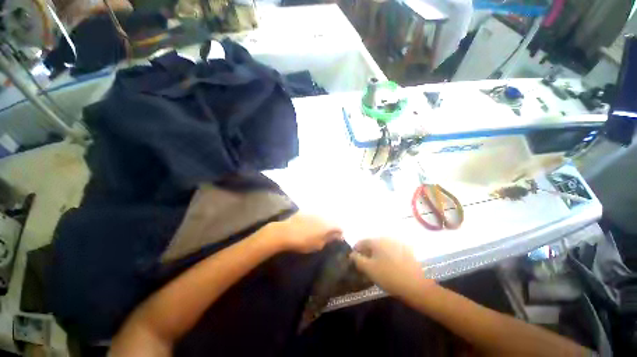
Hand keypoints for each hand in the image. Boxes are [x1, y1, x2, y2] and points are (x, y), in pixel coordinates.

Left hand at [272, 213, 342, 253]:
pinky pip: (315, 213)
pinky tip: (311, 222)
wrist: (286, 232)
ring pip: (324, 215)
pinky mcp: (306, 210)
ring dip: (325, 221)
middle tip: (329, 233)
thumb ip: (329, 239)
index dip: (340, 233)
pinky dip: (316, 218)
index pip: (339, 227)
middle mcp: (323, 216)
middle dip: (333, 226)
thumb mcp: (318, 245)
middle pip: (332, 220)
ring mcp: (314, 211)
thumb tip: (337, 236)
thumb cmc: (303, 242)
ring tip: (320, 228)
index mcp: (328, 225)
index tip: (338, 238)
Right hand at [350, 238, 433, 297]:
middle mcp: (386, 238)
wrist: (416, 286)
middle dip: (366, 253)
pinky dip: (386, 256)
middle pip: (371, 244)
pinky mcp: (406, 250)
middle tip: (366, 265)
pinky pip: (391, 250)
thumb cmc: (389, 276)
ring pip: (381, 247)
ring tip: (377, 267)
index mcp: (376, 240)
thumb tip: (351, 254)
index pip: (361, 242)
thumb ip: (357, 260)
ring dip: (376, 254)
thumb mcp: (369, 269)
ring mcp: (397, 243)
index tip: (354, 261)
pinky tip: (389, 266)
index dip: (355, 251)